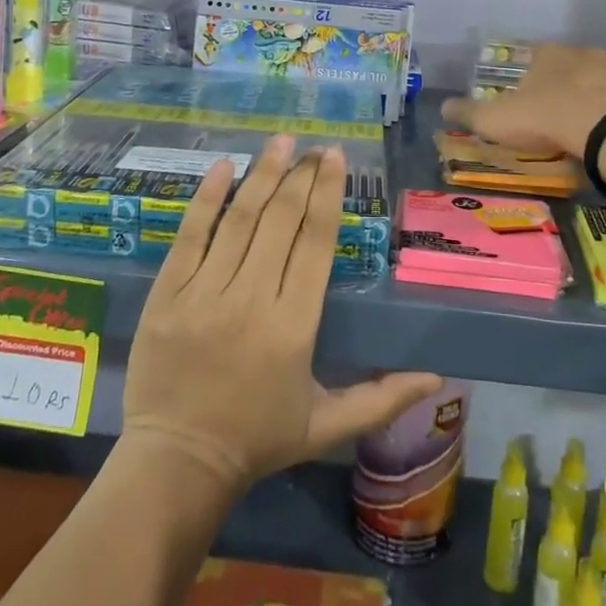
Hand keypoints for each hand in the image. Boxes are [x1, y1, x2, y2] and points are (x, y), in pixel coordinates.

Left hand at [122, 135, 442, 497]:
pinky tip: (223, 166)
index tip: (335, 157)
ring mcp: (204, 293)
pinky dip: (207, 198)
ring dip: (262, 174)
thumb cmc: (258, 440)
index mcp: (294, 326)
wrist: (175, 464)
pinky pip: (190, 235)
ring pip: (239, 219)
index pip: (315, 242)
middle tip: (312, 147)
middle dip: (300, 176)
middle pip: (281, 220)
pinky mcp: (167, 294)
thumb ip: (383, 399)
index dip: (327, 193)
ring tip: (279, 141)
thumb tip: (438, 379)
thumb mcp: (328, 426)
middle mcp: (251, 299)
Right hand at [441, 42, 605, 158]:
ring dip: (592, 98)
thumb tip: (442, 107)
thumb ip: (469, 113)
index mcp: (548, 55)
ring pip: (599, 81)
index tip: (527, 101)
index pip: (535, 58)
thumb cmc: (546, 117)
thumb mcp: (496, 119)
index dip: (530, 79)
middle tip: (556, 115)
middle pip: (569, 66)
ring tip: (585, 129)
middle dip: (563, 86)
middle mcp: (582, 54)